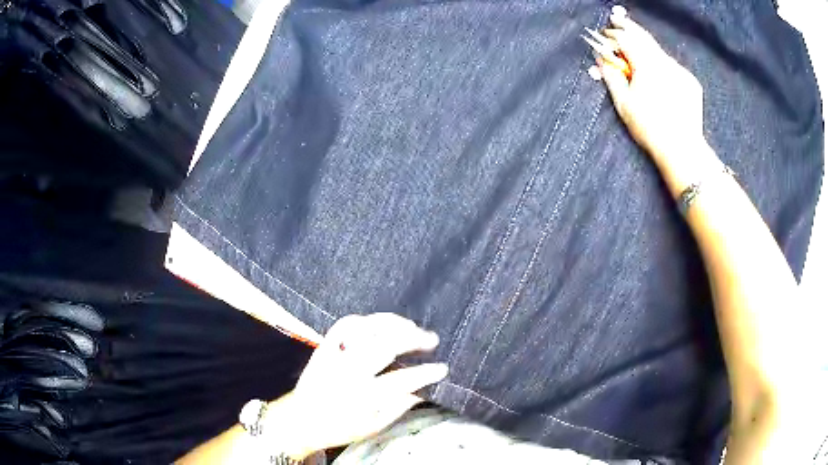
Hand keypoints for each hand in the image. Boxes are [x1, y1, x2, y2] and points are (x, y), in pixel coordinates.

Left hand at [266, 313, 447, 459]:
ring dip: (391, 323)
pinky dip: (366, 319)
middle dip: (412, 339)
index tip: (443, 368)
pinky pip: (344, 324)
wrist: (300, 420)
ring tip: (411, 326)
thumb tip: (422, 390)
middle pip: (383, 346)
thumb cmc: (340, 428)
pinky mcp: (323, 347)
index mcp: (361, 398)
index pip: (400, 381)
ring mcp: (333, 356)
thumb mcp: (373, 427)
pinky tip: (381, 323)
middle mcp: (347, 373)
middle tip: (432, 339)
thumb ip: (398, 407)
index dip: (425, 373)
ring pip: (364, 329)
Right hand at [596, 10, 707, 165]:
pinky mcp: (691, 81)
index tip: (605, 34)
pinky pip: (672, 66)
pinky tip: (658, 75)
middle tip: (616, 19)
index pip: (625, 39)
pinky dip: (661, 64)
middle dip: (628, 27)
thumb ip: (611, 76)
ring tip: (637, 51)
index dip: (613, 35)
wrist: (682, 149)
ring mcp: (680, 71)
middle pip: (643, 37)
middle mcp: (664, 62)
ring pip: (658, 51)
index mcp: (646, 65)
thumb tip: (602, 59)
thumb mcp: (624, 103)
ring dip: (645, 47)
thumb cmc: (649, 128)